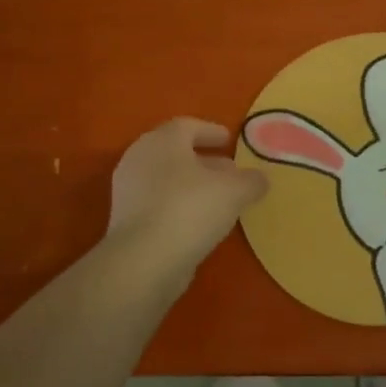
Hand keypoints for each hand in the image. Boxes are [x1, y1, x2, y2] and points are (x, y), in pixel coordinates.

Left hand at [108, 118, 266, 272]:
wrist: (144, 260)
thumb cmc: (190, 209)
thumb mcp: (234, 191)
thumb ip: (250, 181)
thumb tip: (259, 178)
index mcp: (162, 141)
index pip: (187, 126)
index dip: (210, 131)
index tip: (230, 140)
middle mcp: (139, 158)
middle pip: (175, 152)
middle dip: (204, 160)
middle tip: (229, 170)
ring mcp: (129, 191)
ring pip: (167, 179)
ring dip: (192, 185)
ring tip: (220, 199)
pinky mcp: (125, 220)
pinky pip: (158, 203)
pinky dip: (179, 205)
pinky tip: (200, 222)